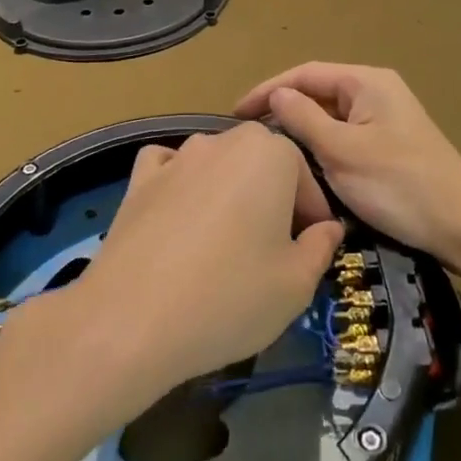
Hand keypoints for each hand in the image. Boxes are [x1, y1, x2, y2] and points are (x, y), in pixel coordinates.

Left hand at [0, 125, 345, 419]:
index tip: (310, 252)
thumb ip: (321, 247)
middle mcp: (224, 140)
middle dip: (273, 198)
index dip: (313, 217)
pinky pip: (170, 168)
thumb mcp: (296, 284)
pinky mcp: (139, 179)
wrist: (132, 319)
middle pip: (262, 164)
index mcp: (271, 153)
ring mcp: (177, 157)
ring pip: (218, 164)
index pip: (305, 178)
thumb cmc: (229, 297)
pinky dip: (181, 183)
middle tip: (272, 250)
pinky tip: (179, 216)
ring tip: (225, 242)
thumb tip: (328, 228)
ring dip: (229, 192)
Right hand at [235, 63, 460, 268]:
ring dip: (301, 130)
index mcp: (367, 82)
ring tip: (268, 150)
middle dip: (283, 110)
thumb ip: (304, 119)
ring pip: (330, 116)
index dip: (267, 90)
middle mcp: (376, 92)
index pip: (305, 74)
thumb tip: (275, 96)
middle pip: (318, 92)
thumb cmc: (399, 185)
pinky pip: (344, 136)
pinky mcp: (388, 145)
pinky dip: (321, 146)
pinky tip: (303, 165)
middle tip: (248, 135)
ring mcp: (384, 119)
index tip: (235, 113)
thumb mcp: (342, 152)